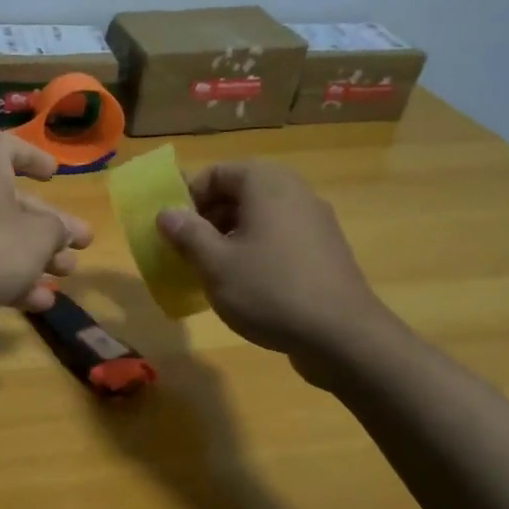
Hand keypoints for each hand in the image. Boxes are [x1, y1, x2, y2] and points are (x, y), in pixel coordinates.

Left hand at [0, 132, 93, 317]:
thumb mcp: (38, 237)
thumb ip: (57, 230)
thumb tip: (60, 231)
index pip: (7, 147)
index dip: (33, 157)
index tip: (54, 175)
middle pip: (13, 202)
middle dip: (49, 225)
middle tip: (81, 244)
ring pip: (0, 237)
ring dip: (35, 256)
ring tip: (66, 276)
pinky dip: (9, 278)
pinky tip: (37, 303)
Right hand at [154, 163, 401, 385]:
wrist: (342, 336)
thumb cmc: (270, 290)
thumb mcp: (215, 263)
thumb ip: (187, 233)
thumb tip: (166, 213)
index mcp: (266, 184)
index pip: (216, 173)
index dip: (188, 198)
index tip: (175, 231)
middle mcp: (294, 192)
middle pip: (239, 191)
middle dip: (208, 218)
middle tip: (189, 252)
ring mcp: (314, 221)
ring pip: (259, 216)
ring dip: (229, 236)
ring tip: (214, 271)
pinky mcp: (324, 250)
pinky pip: (279, 236)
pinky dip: (256, 250)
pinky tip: (247, 285)